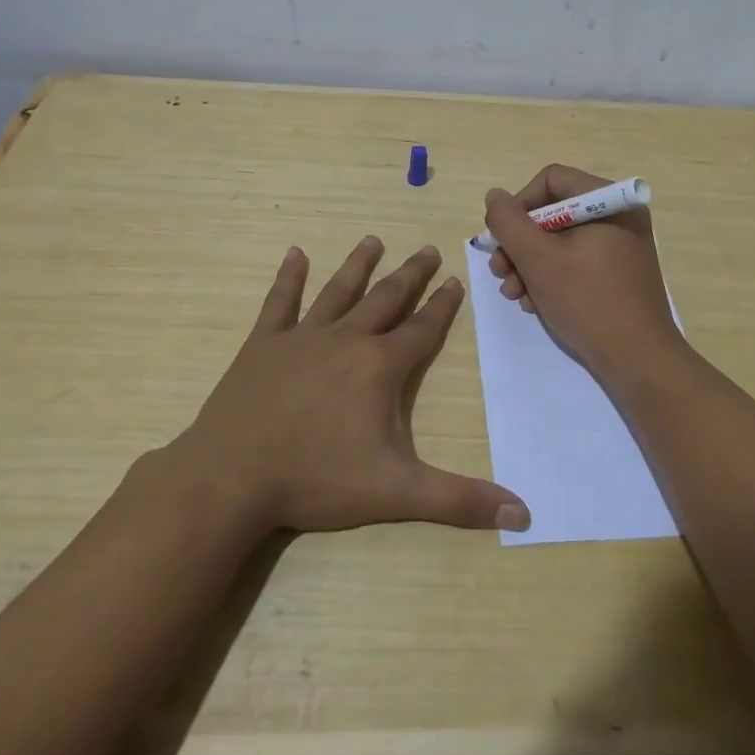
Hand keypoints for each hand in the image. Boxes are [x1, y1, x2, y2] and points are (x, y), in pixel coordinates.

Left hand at [166, 238, 529, 537]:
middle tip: (427, 249)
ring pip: (339, 291)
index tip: (455, 280)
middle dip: (411, 274)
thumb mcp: (397, 493)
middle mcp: (346, 339)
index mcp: (379, 367)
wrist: (231, 479)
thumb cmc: (317, 481)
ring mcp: (301, 337)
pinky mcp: (263, 345)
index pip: (421, 329)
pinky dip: (289, 277)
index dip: (442, 306)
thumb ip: (460, 500)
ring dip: (359, 265)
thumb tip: (523, 514)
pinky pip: (280, 302)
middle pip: (386, 298)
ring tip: (373, 240)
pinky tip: (295, 253)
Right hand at [484, 164, 682, 376]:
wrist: (637, 360)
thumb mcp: (537, 259)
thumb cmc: (587, 301)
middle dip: (519, 244)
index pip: (551, 180)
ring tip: (514, 295)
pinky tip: (534, 304)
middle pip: (553, 212)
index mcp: (609, 201)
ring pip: (560, 241)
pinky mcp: (618, 273)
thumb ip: (508, 222)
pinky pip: (576, 262)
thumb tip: (494, 197)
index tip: (502, 238)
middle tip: (500, 273)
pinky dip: (550, 278)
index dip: (519, 205)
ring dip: (528, 265)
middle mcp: (619, 216)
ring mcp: (620, 246)